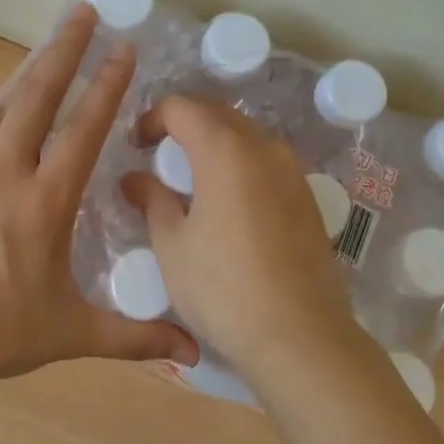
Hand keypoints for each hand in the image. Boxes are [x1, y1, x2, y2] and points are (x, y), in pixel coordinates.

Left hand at [0, 5, 198, 387]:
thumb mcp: (69, 334)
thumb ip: (133, 337)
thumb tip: (193, 355)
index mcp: (44, 201)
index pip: (84, 129)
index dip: (108, 86)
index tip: (124, 49)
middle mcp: (3, 170)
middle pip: (36, 95)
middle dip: (64, 48)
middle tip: (82, 12)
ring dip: (26, 78)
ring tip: (45, 53)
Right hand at [122, 98, 362, 383]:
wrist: (300, 336)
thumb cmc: (223, 289)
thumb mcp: (172, 247)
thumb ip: (152, 201)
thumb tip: (135, 180)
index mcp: (225, 151)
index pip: (182, 107)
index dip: (152, 118)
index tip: (136, 146)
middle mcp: (264, 148)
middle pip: (217, 114)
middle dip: (183, 125)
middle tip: (158, 155)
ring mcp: (293, 171)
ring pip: (246, 136)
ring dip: (215, 143)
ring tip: (191, 178)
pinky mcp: (308, 197)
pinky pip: (267, 161)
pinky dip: (240, 164)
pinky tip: (228, 201)